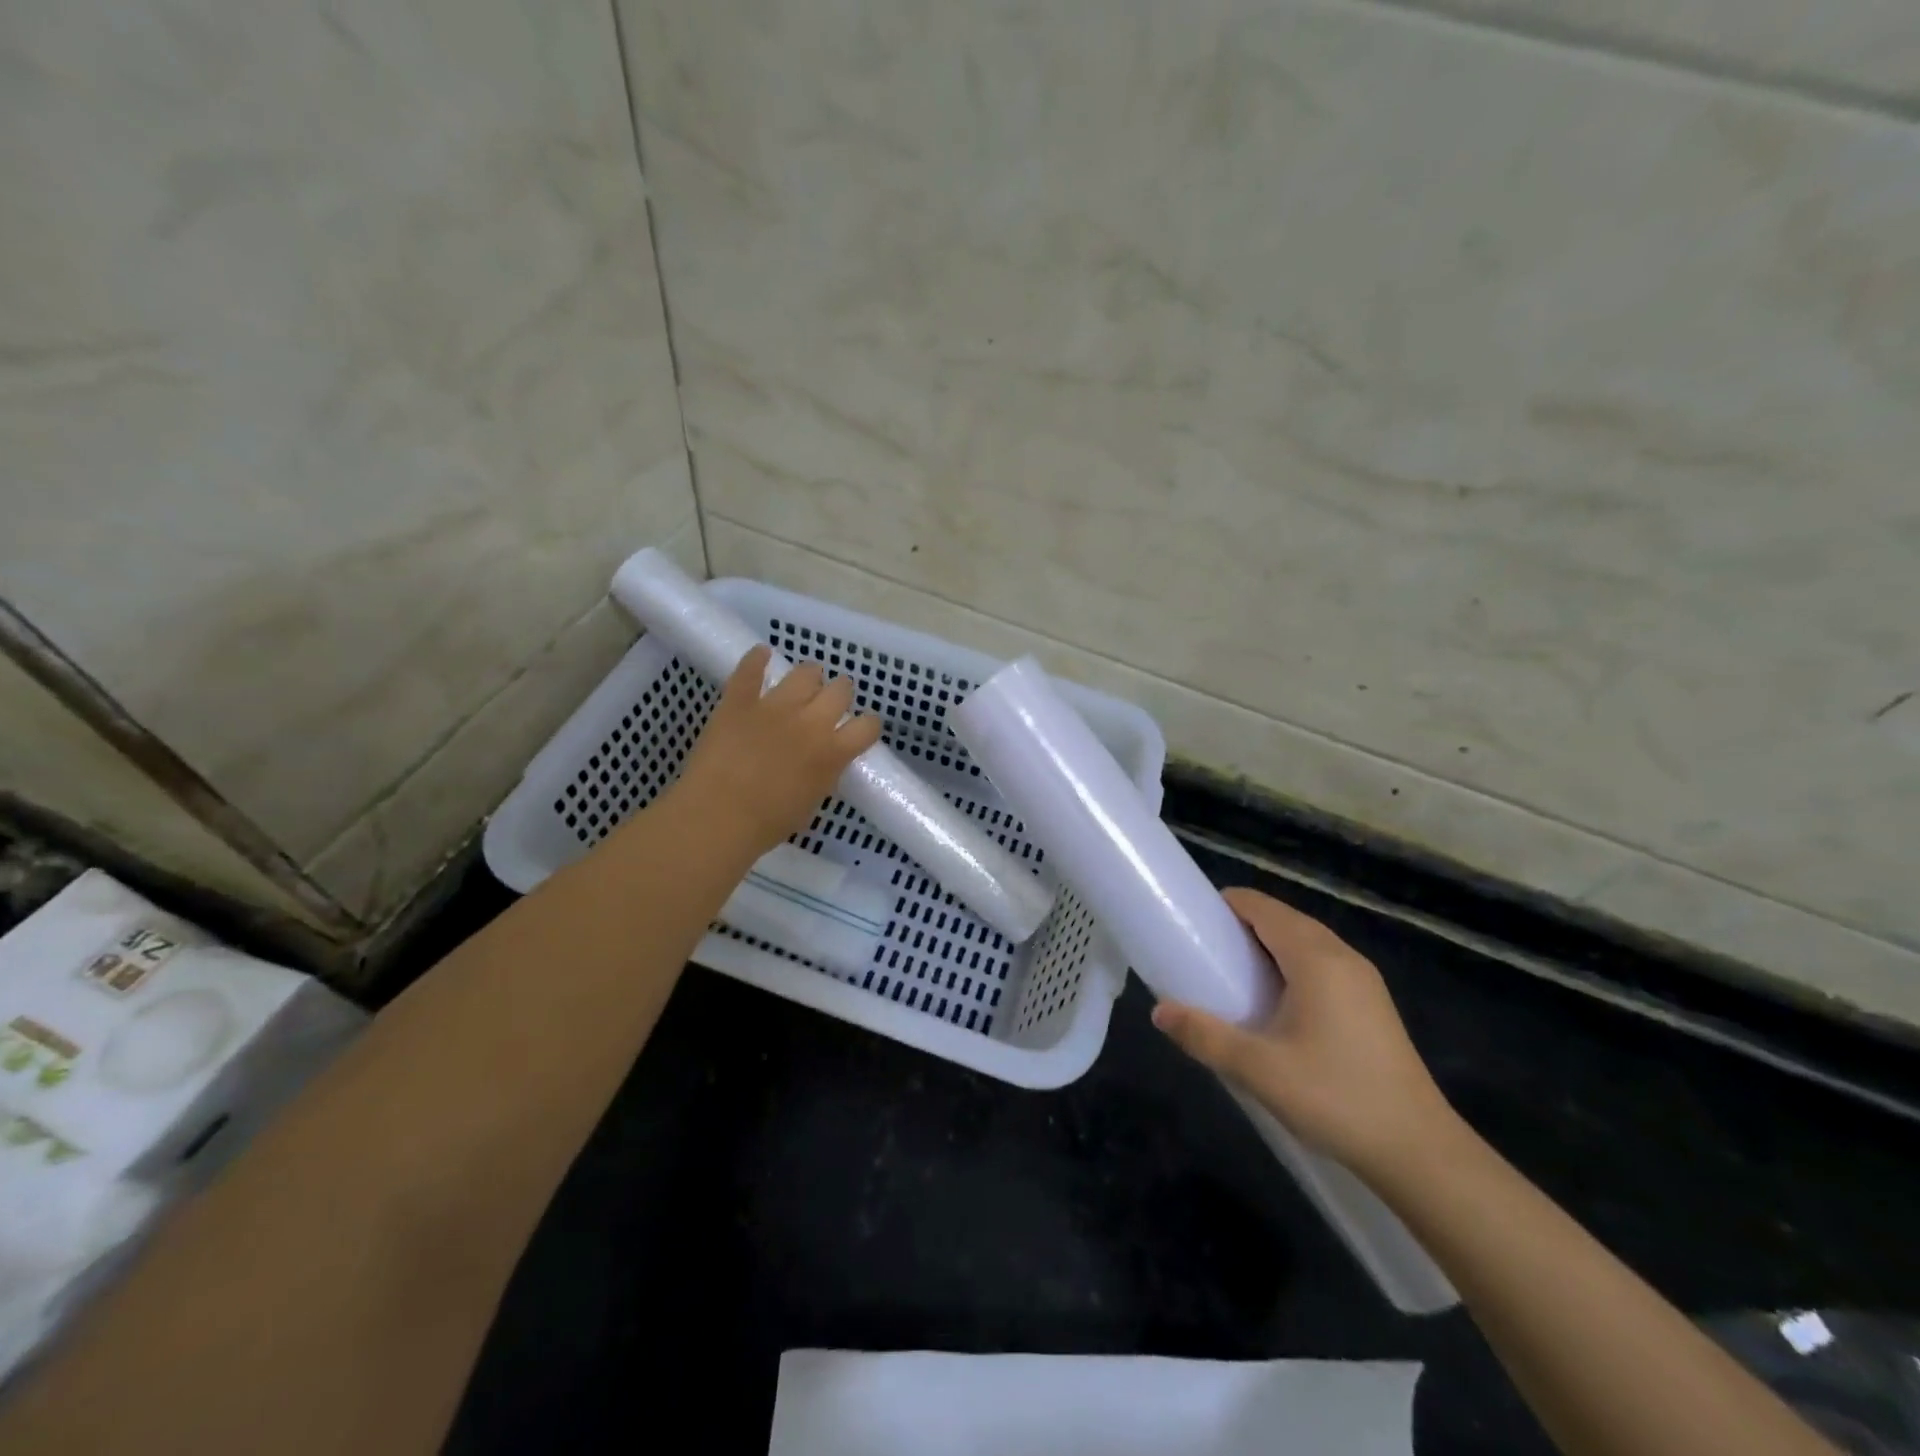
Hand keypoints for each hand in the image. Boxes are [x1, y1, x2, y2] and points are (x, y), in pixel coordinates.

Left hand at [668, 646, 883, 855]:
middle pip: (841, 689)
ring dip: (809, 677)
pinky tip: (762, 654)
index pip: (868, 726)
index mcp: (833, 752)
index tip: (859, 730)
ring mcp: (774, 706)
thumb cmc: (767, 823)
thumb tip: (825, 760)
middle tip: (828, 705)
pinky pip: (750, 668)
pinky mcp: (739, 700)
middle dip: (839, 694)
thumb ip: (824, 773)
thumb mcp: (811, 802)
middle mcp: (811, 722)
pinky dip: (757, 658)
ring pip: (806, 672)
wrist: (716, 817)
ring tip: (802, 685)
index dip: (866, 725)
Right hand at [1151, 888, 1454, 1180]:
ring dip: (1266, 948)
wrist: (1420, 1153)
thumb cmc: (1335, 1098)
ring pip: (1303, 943)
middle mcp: (1342, 955)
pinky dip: (1289, 967)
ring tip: (1231, 979)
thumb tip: (1159, 1012)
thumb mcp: (1258, 1069)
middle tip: (1204, 955)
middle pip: (1282, 919)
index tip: (1191, 925)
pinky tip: (1274, 1006)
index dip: (1223, 906)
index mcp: (1315, 957)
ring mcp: (1363, 980)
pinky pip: (1321, 965)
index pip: (1261, 907)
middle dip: (1240, 928)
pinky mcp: (1372, 1005)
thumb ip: (1205, 1036)